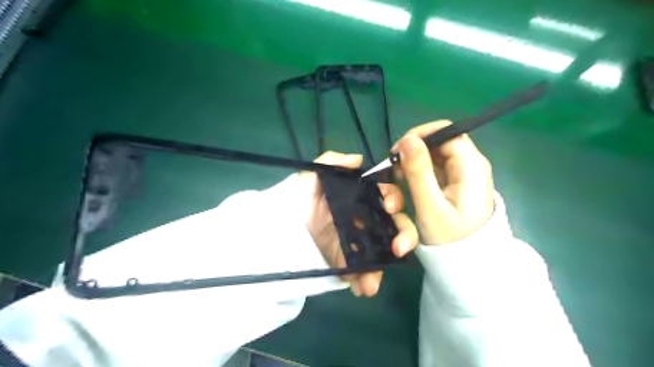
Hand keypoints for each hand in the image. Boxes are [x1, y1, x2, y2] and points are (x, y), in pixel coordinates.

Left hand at [299, 150, 417, 295]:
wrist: (278, 228)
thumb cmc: (296, 199)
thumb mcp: (310, 176)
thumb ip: (331, 162)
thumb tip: (358, 159)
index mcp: (360, 198)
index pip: (386, 196)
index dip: (394, 199)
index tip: (390, 206)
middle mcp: (365, 220)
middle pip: (394, 226)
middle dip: (403, 235)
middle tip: (398, 248)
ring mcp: (359, 243)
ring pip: (383, 252)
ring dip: (385, 266)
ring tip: (374, 280)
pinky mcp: (348, 261)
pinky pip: (363, 272)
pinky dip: (365, 281)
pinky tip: (362, 288)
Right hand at [390, 120, 492, 245]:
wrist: (468, 262)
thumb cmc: (451, 238)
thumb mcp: (431, 206)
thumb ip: (419, 172)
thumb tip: (407, 139)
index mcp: (471, 166)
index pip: (446, 132)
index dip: (420, 135)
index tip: (396, 152)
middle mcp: (469, 164)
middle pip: (437, 142)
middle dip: (412, 153)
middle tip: (393, 171)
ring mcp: (461, 173)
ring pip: (432, 155)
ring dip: (411, 165)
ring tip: (398, 181)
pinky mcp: (453, 182)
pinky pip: (431, 168)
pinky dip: (416, 174)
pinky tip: (406, 186)